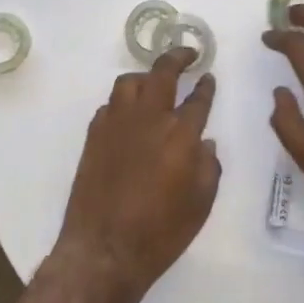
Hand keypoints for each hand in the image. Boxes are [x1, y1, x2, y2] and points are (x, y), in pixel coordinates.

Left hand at [55, 49, 220, 300]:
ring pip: (130, 82)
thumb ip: (208, 166)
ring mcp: (117, 124)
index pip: (198, 99)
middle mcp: (149, 119)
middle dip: (177, 57)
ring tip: (154, 83)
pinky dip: (123, 102)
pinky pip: (109, 105)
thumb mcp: (201, 203)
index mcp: (180, 134)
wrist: (105, 249)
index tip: (208, 76)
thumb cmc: (161, 232)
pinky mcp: (94, 135)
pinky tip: (129, 114)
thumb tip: (205, 142)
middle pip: (162, 73)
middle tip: (188, 53)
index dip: (206, 85)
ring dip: (145, 77)